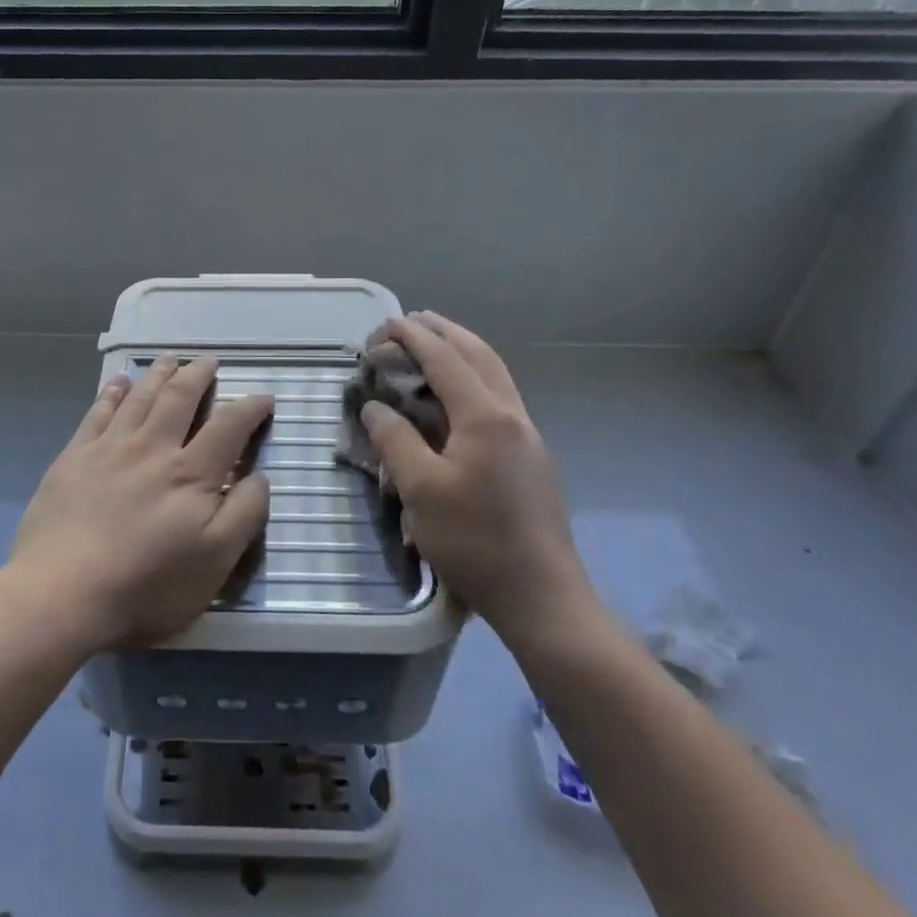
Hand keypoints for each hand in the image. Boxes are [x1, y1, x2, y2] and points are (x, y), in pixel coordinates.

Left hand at [7, 355, 273, 651]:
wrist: (60, 595)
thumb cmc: (145, 587)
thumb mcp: (214, 564)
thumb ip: (244, 514)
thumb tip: (260, 475)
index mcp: (191, 474)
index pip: (228, 427)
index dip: (250, 408)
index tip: (264, 396)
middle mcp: (152, 449)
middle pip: (179, 398)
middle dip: (198, 375)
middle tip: (209, 361)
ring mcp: (109, 449)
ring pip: (139, 397)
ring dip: (158, 374)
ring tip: (170, 358)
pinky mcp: (73, 458)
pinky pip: (97, 412)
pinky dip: (112, 392)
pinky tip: (119, 382)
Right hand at [360, 313, 605, 660]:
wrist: (541, 595)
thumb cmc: (475, 541)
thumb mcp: (422, 491)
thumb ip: (395, 441)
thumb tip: (375, 407)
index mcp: (485, 417)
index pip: (445, 360)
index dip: (414, 337)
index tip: (387, 323)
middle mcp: (512, 415)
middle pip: (479, 355)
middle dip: (445, 332)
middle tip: (413, 321)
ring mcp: (528, 436)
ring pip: (496, 375)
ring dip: (464, 352)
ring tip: (435, 345)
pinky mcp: (532, 458)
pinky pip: (500, 398)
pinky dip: (475, 379)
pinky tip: (458, 398)